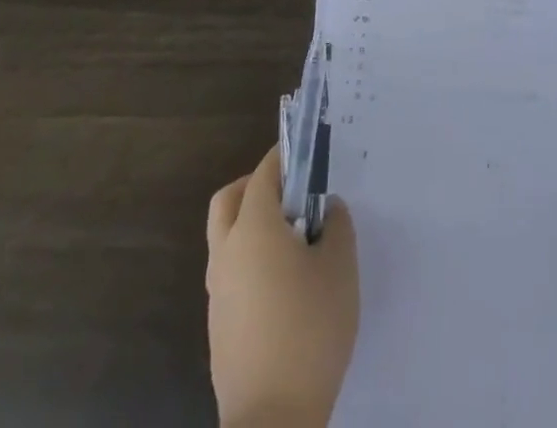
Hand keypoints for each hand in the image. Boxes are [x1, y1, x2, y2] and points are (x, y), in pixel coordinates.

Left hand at [206, 145, 358, 427]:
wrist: (272, 419)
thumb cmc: (310, 330)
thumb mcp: (340, 268)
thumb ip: (336, 226)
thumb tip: (326, 209)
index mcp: (254, 228)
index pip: (263, 174)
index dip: (284, 159)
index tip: (306, 156)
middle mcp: (227, 252)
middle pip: (228, 200)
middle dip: (254, 186)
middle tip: (289, 195)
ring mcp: (217, 291)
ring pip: (224, 238)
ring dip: (249, 225)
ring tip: (292, 243)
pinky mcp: (217, 325)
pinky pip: (229, 274)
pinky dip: (248, 262)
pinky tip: (282, 286)